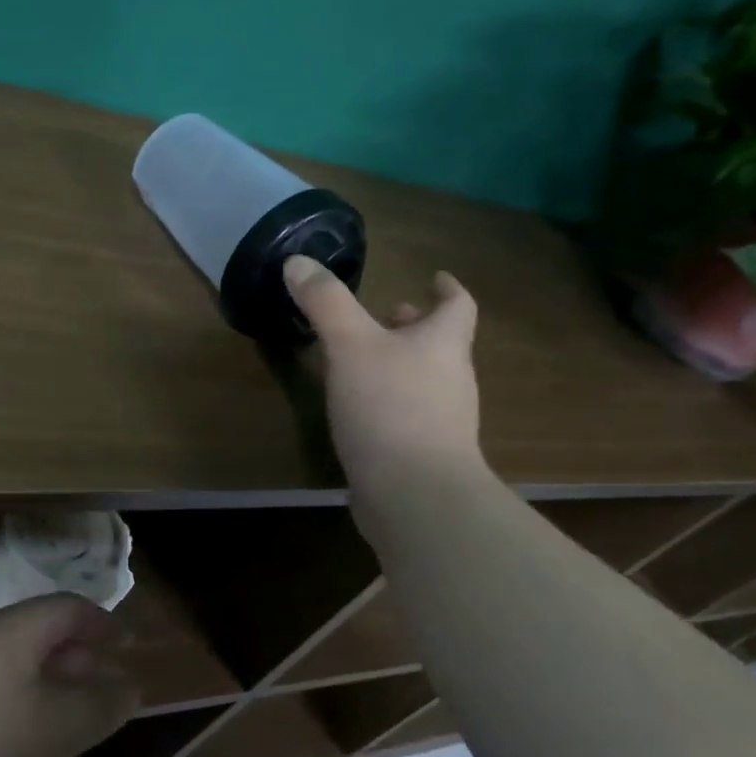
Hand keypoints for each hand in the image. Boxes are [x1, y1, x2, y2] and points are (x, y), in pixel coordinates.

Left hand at [0, 595, 136, 756]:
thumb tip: (126, 683)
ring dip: (42, 684)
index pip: (67, 608)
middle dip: (75, 658)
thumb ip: (98, 704)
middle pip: (36, 633)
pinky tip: (11, 746)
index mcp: (10, 631)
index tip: (126, 646)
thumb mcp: (56, 734)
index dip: (102, 623)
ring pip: (7, 663)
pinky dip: (10, 704)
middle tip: (102, 691)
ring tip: (64, 723)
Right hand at [283, 255, 483, 508]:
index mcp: (442, 345)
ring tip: (362, 359)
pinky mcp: (422, 455)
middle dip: (414, 327)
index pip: (457, 306)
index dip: (447, 289)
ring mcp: (442, 422)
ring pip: (423, 380)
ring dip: (399, 363)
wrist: (415, 495)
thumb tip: (298, 261)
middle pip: (439, 344)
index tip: (437, 277)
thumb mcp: (350, 345)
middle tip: (387, 314)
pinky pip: (407, 415)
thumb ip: (325, 302)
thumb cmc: (389, 407)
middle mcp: (450, 380)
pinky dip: (387, 401)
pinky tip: (357, 410)